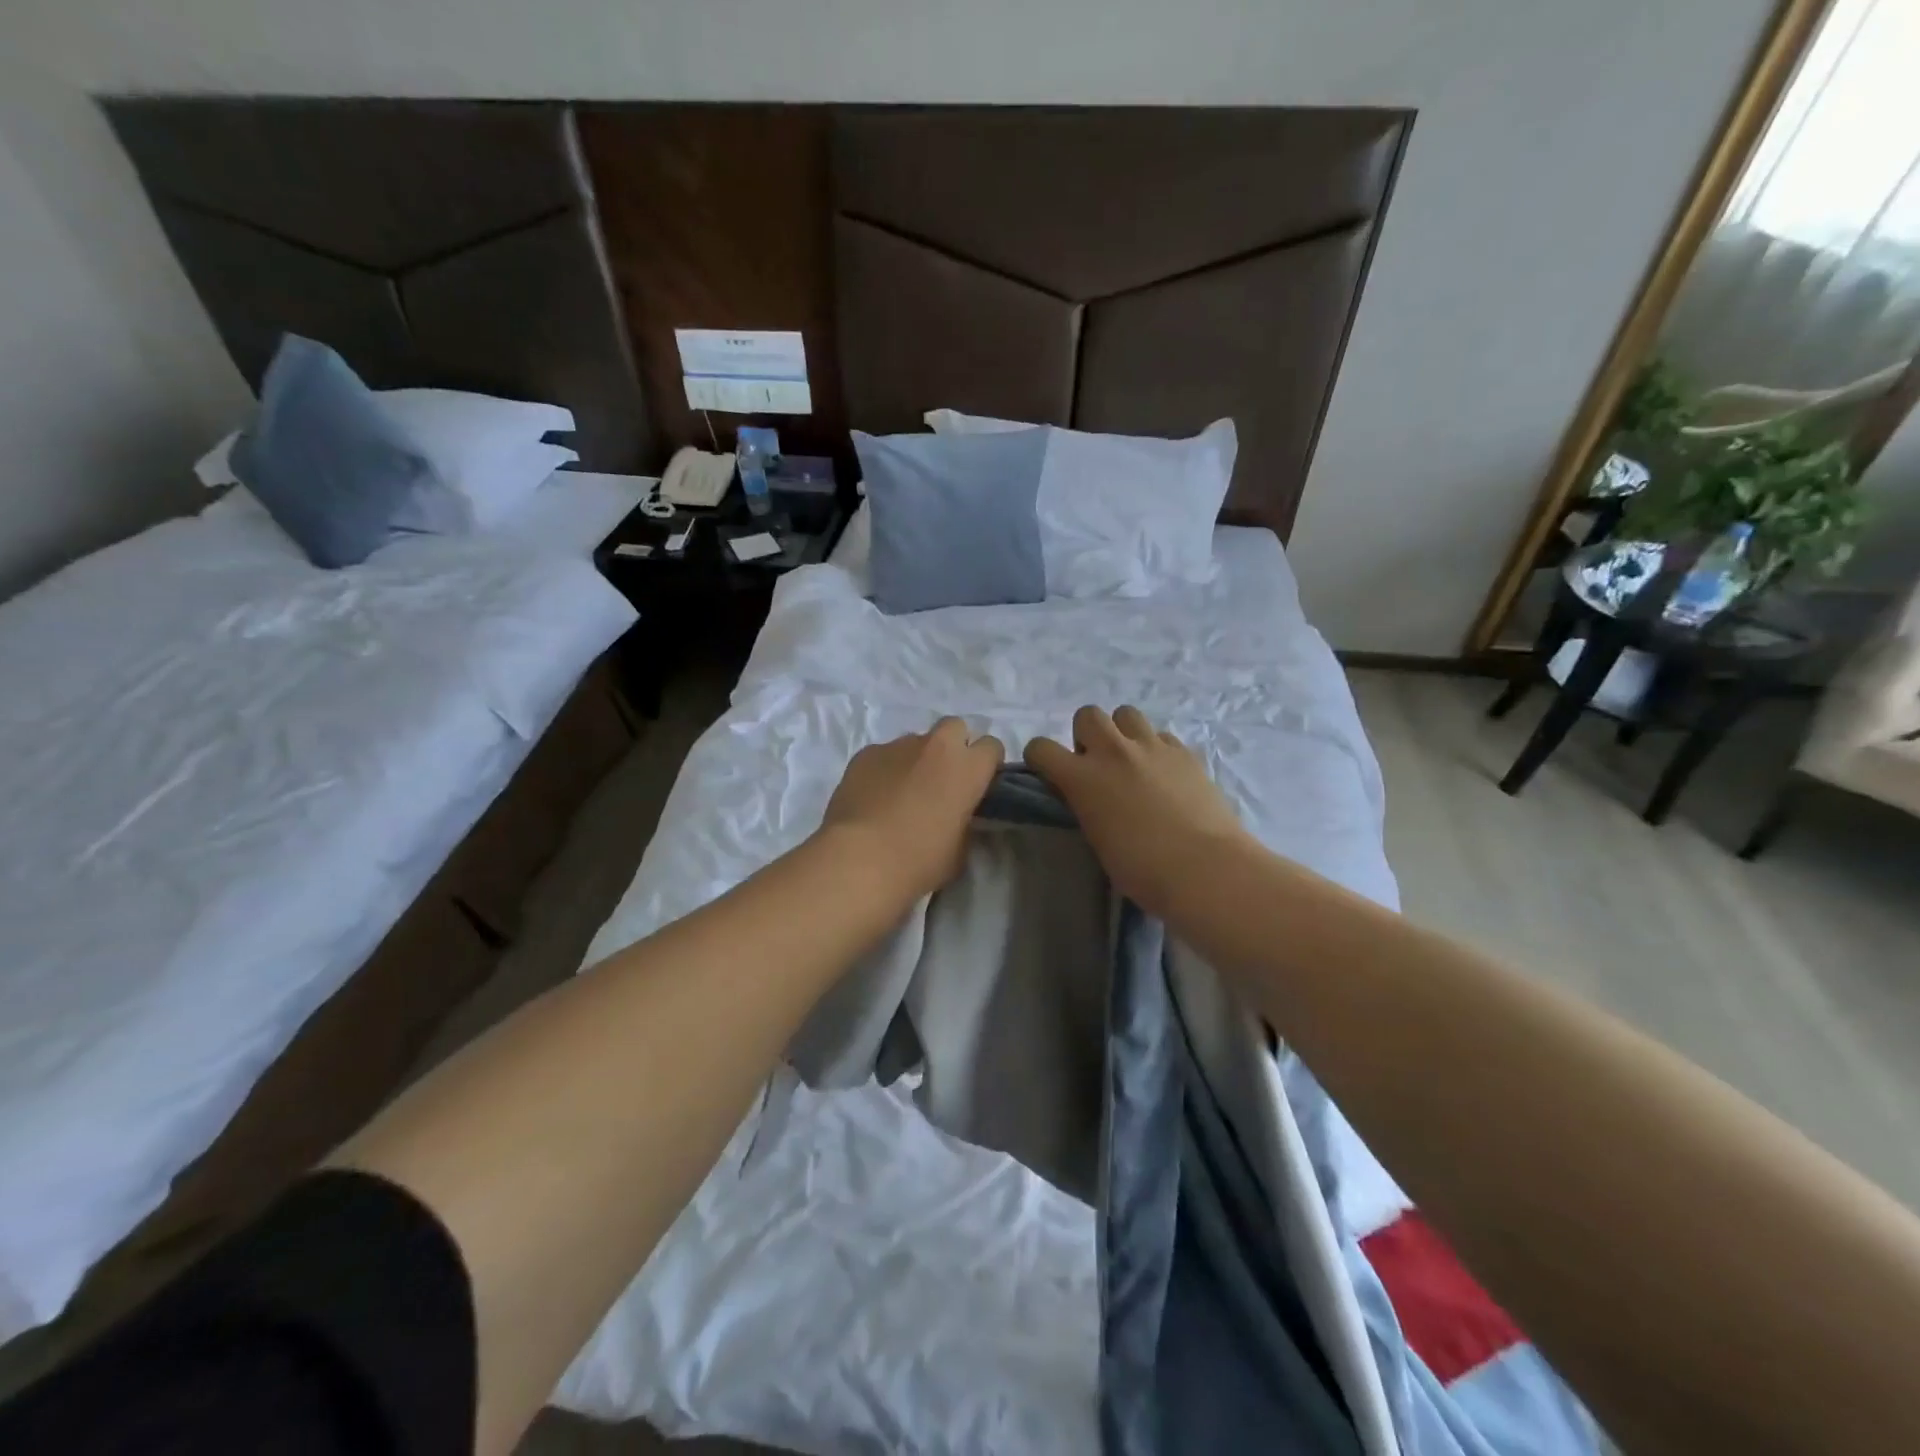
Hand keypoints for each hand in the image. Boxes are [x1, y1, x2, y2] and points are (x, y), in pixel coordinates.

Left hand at [820, 718, 1004, 901]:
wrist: (860, 859)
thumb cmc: (920, 861)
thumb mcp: (960, 850)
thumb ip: (965, 823)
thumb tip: (957, 817)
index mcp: (968, 768)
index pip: (992, 746)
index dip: (986, 765)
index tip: (978, 785)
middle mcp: (936, 746)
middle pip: (955, 727)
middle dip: (954, 747)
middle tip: (944, 779)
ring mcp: (898, 746)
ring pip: (916, 741)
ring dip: (917, 759)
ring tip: (903, 792)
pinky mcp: (866, 753)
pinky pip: (884, 754)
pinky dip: (885, 769)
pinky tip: (875, 796)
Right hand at [1025, 705, 1250, 916]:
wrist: (1204, 868)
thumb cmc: (1142, 869)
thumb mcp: (1096, 838)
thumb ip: (1087, 806)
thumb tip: (1090, 796)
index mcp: (1083, 778)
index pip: (1041, 748)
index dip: (1041, 758)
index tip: (1050, 774)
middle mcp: (1113, 752)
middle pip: (1088, 714)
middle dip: (1086, 735)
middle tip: (1097, 764)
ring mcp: (1152, 747)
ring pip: (1126, 713)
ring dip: (1122, 733)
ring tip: (1132, 761)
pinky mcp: (1185, 752)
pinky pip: (1161, 735)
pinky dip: (1156, 749)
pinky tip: (1165, 774)